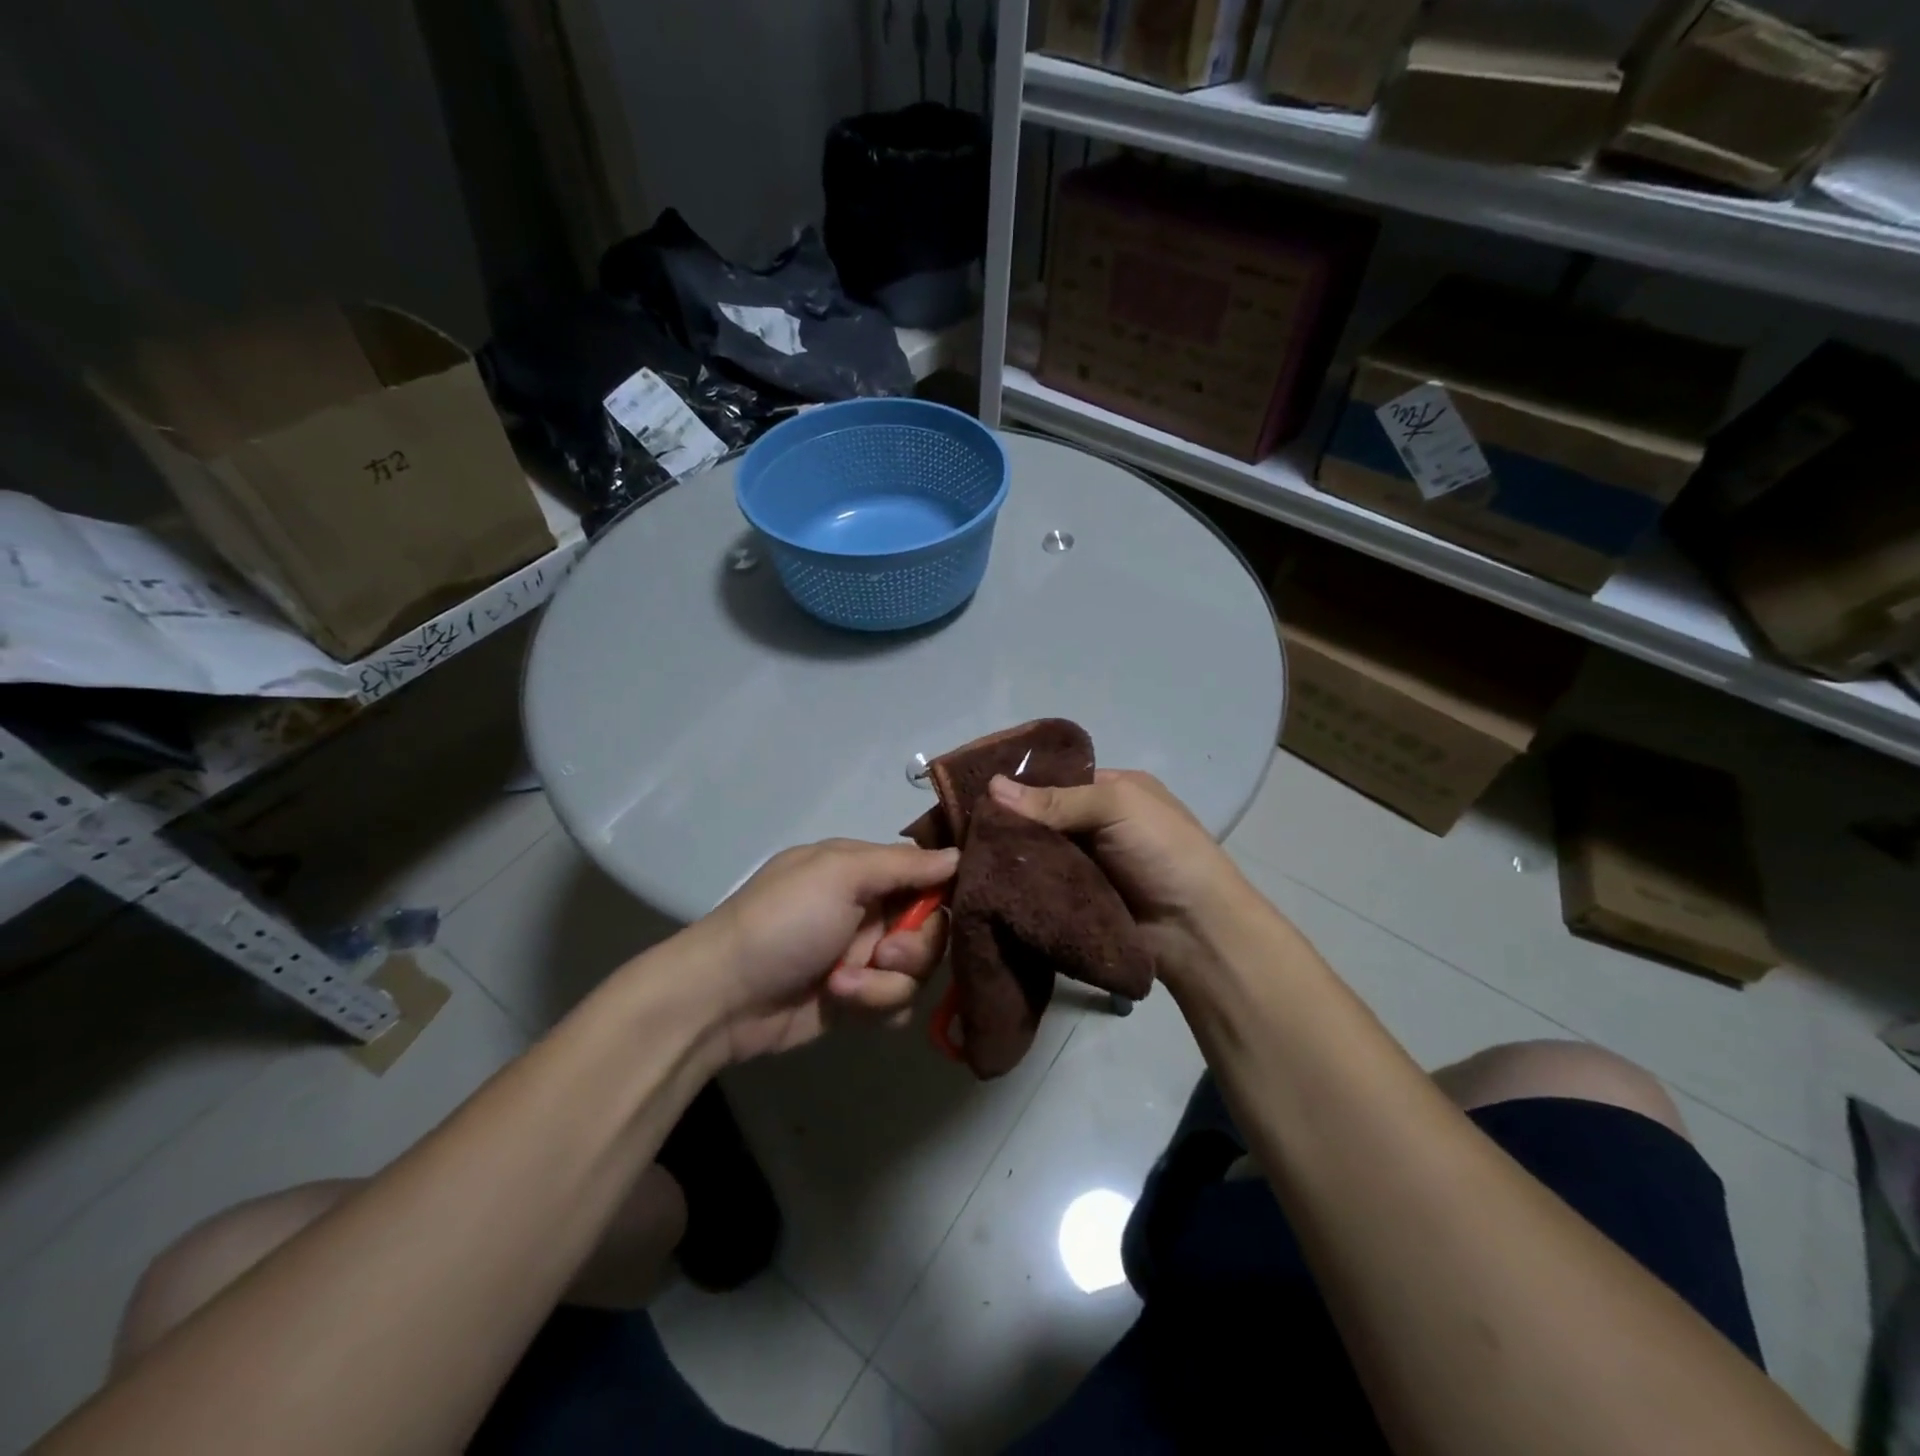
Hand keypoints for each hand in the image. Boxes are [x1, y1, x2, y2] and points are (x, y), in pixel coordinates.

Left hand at [698, 839, 958, 1061]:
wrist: (724, 997)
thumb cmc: (783, 921)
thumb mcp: (840, 875)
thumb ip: (903, 865)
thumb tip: (959, 855)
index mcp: (864, 871)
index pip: (927, 874)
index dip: (944, 891)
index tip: (954, 905)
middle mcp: (869, 911)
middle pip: (932, 927)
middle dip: (914, 946)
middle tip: (882, 953)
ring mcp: (863, 957)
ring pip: (917, 971)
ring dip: (885, 982)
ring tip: (843, 985)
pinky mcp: (858, 1000)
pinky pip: (897, 1003)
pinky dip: (875, 1005)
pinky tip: (842, 1004)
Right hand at [987, 770, 1254, 981]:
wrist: (1195, 929)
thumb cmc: (1164, 851)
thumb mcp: (1117, 806)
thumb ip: (1057, 799)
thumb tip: (992, 786)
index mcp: (1112, 790)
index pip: (1056, 780)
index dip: (1020, 786)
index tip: (976, 793)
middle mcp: (1097, 824)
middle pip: (1042, 818)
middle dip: (1009, 824)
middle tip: (964, 830)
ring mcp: (1088, 864)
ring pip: (1038, 854)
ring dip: (1010, 857)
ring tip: (965, 857)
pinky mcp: (1078, 900)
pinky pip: (1042, 886)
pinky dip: (1020, 884)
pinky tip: (986, 882)